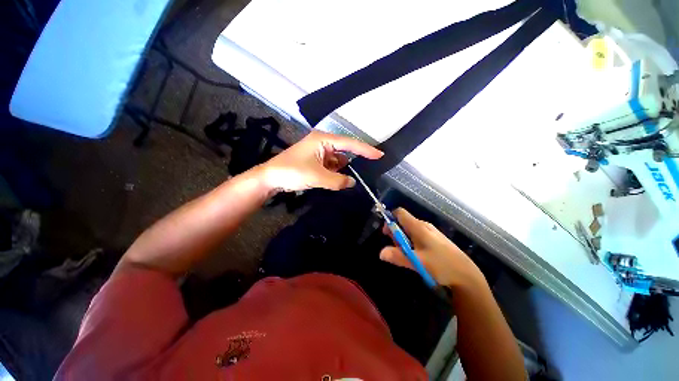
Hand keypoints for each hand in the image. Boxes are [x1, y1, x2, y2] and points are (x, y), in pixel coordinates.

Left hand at [259, 130, 382, 191]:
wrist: (270, 178)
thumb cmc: (292, 172)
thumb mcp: (318, 177)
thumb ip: (338, 180)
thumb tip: (352, 182)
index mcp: (323, 140)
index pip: (349, 143)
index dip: (365, 149)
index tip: (380, 155)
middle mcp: (322, 143)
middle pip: (345, 151)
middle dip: (355, 160)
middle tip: (369, 168)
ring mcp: (318, 152)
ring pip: (338, 160)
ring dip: (343, 169)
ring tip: (351, 178)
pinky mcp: (315, 160)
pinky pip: (331, 165)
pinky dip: (335, 172)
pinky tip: (338, 179)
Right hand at [380, 208, 485, 289]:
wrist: (467, 274)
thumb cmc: (441, 265)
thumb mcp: (417, 262)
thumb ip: (398, 256)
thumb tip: (380, 253)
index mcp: (418, 227)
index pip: (400, 213)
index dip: (390, 219)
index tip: (387, 233)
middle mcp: (424, 225)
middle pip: (403, 222)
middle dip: (396, 234)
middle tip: (399, 249)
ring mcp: (430, 232)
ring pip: (410, 230)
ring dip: (404, 240)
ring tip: (410, 255)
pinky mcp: (435, 239)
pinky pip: (418, 236)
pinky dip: (412, 243)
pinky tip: (418, 256)